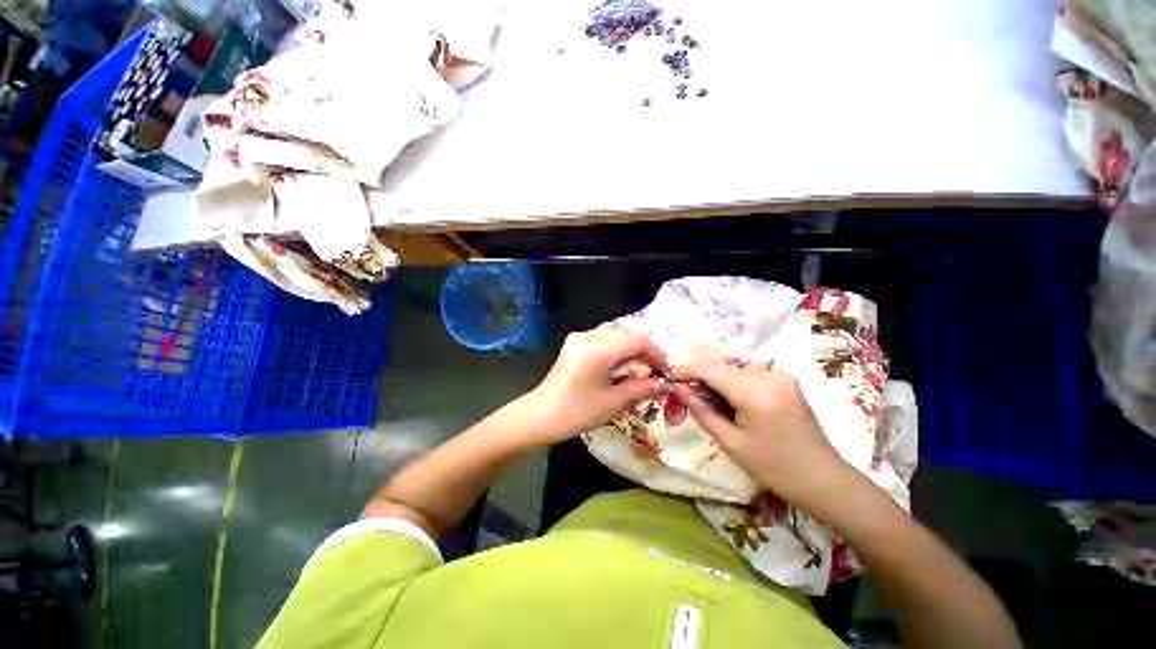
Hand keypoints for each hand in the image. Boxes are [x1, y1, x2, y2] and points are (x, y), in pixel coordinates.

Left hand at [517, 329, 669, 446]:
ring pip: (616, 338)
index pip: (637, 340)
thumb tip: (664, 384)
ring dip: (631, 354)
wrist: (539, 416)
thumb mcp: (613, 402)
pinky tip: (620, 371)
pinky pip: (604, 342)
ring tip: (638, 375)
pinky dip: (617, 354)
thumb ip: (641, 389)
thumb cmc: (576, 412)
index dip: (656, 354)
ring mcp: (580, 338)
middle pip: (627, 336)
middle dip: (644, 354)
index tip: (665, 373)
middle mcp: (589, 335)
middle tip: (653, 376)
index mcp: (598, 347)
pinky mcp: (575, 345)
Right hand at [672, 360, 849, 507]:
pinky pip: (749, 374)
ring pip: (734, 369)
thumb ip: (702, 411)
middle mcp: (769, 375)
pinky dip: (733, 383)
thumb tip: (679, 389)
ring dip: (717, 380)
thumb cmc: (774, 467)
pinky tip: (730, 401)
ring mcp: (780, 375)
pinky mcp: (785, 380)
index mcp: (755, 392)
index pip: (710, 369)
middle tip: (687, 395)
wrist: (823, 479)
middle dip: (701, 377)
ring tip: (709, 402)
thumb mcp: (731, 442)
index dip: (687, 371)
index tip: (671, 378)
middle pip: (722, 367)